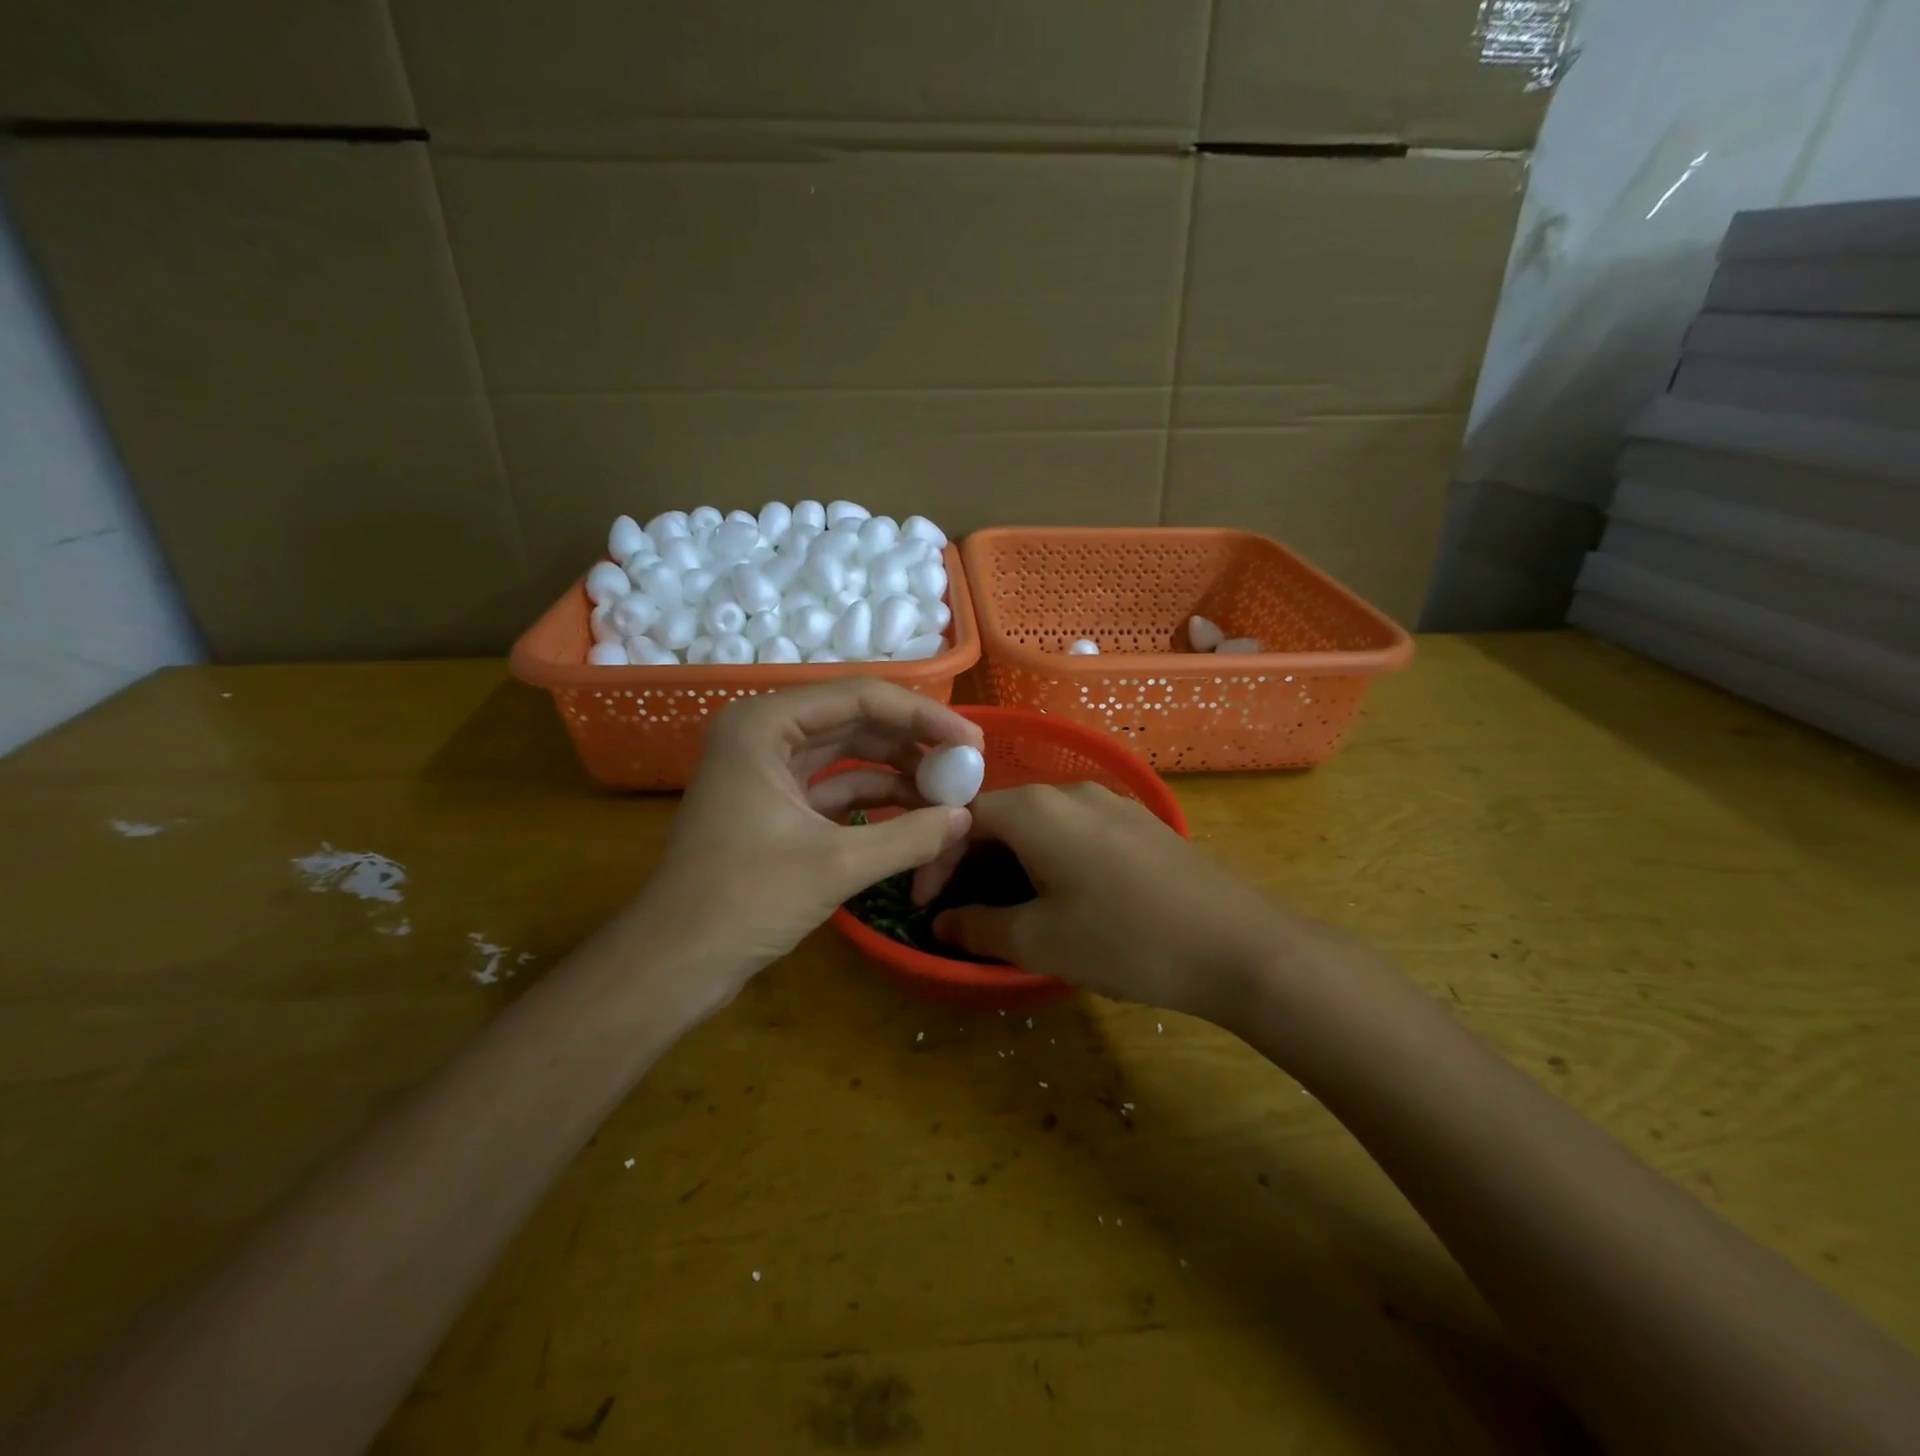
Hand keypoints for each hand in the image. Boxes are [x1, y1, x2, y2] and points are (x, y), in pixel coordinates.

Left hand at [635, 679, 979, 990]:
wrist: (674, 963)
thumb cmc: (743, 902)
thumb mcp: (835, 866)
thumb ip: (909, 836)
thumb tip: (966, 818)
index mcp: (765, 724)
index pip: (861, 697)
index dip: (924, 716)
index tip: (972, 741)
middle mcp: (765, 732)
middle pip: (857, 720)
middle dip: (914, 742)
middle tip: (967, 765)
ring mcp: (769, 768)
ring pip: (849, 753)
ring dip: (899, 770)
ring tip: (949, 792)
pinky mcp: (776, 803)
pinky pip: (836, 786)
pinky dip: (876, 798)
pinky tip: (917, 814)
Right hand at [923, 783, 1290, 1020]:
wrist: (1238, 946)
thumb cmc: (1125, 940)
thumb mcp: (1040, 941)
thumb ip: (979, 926)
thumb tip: (942, 922)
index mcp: (1036, 809)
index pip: (963, 818)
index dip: (936, 859)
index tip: (924, 905)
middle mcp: (1070, 792)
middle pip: (1001, 816)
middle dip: (970, 860)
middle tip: (957, 908)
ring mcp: (1111, 804)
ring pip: (1039, 825)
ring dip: (1009, 861)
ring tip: (1004, 906)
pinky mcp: (1140, 825)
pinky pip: (1074, 832)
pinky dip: (1048, 859)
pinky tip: (1059, 896)